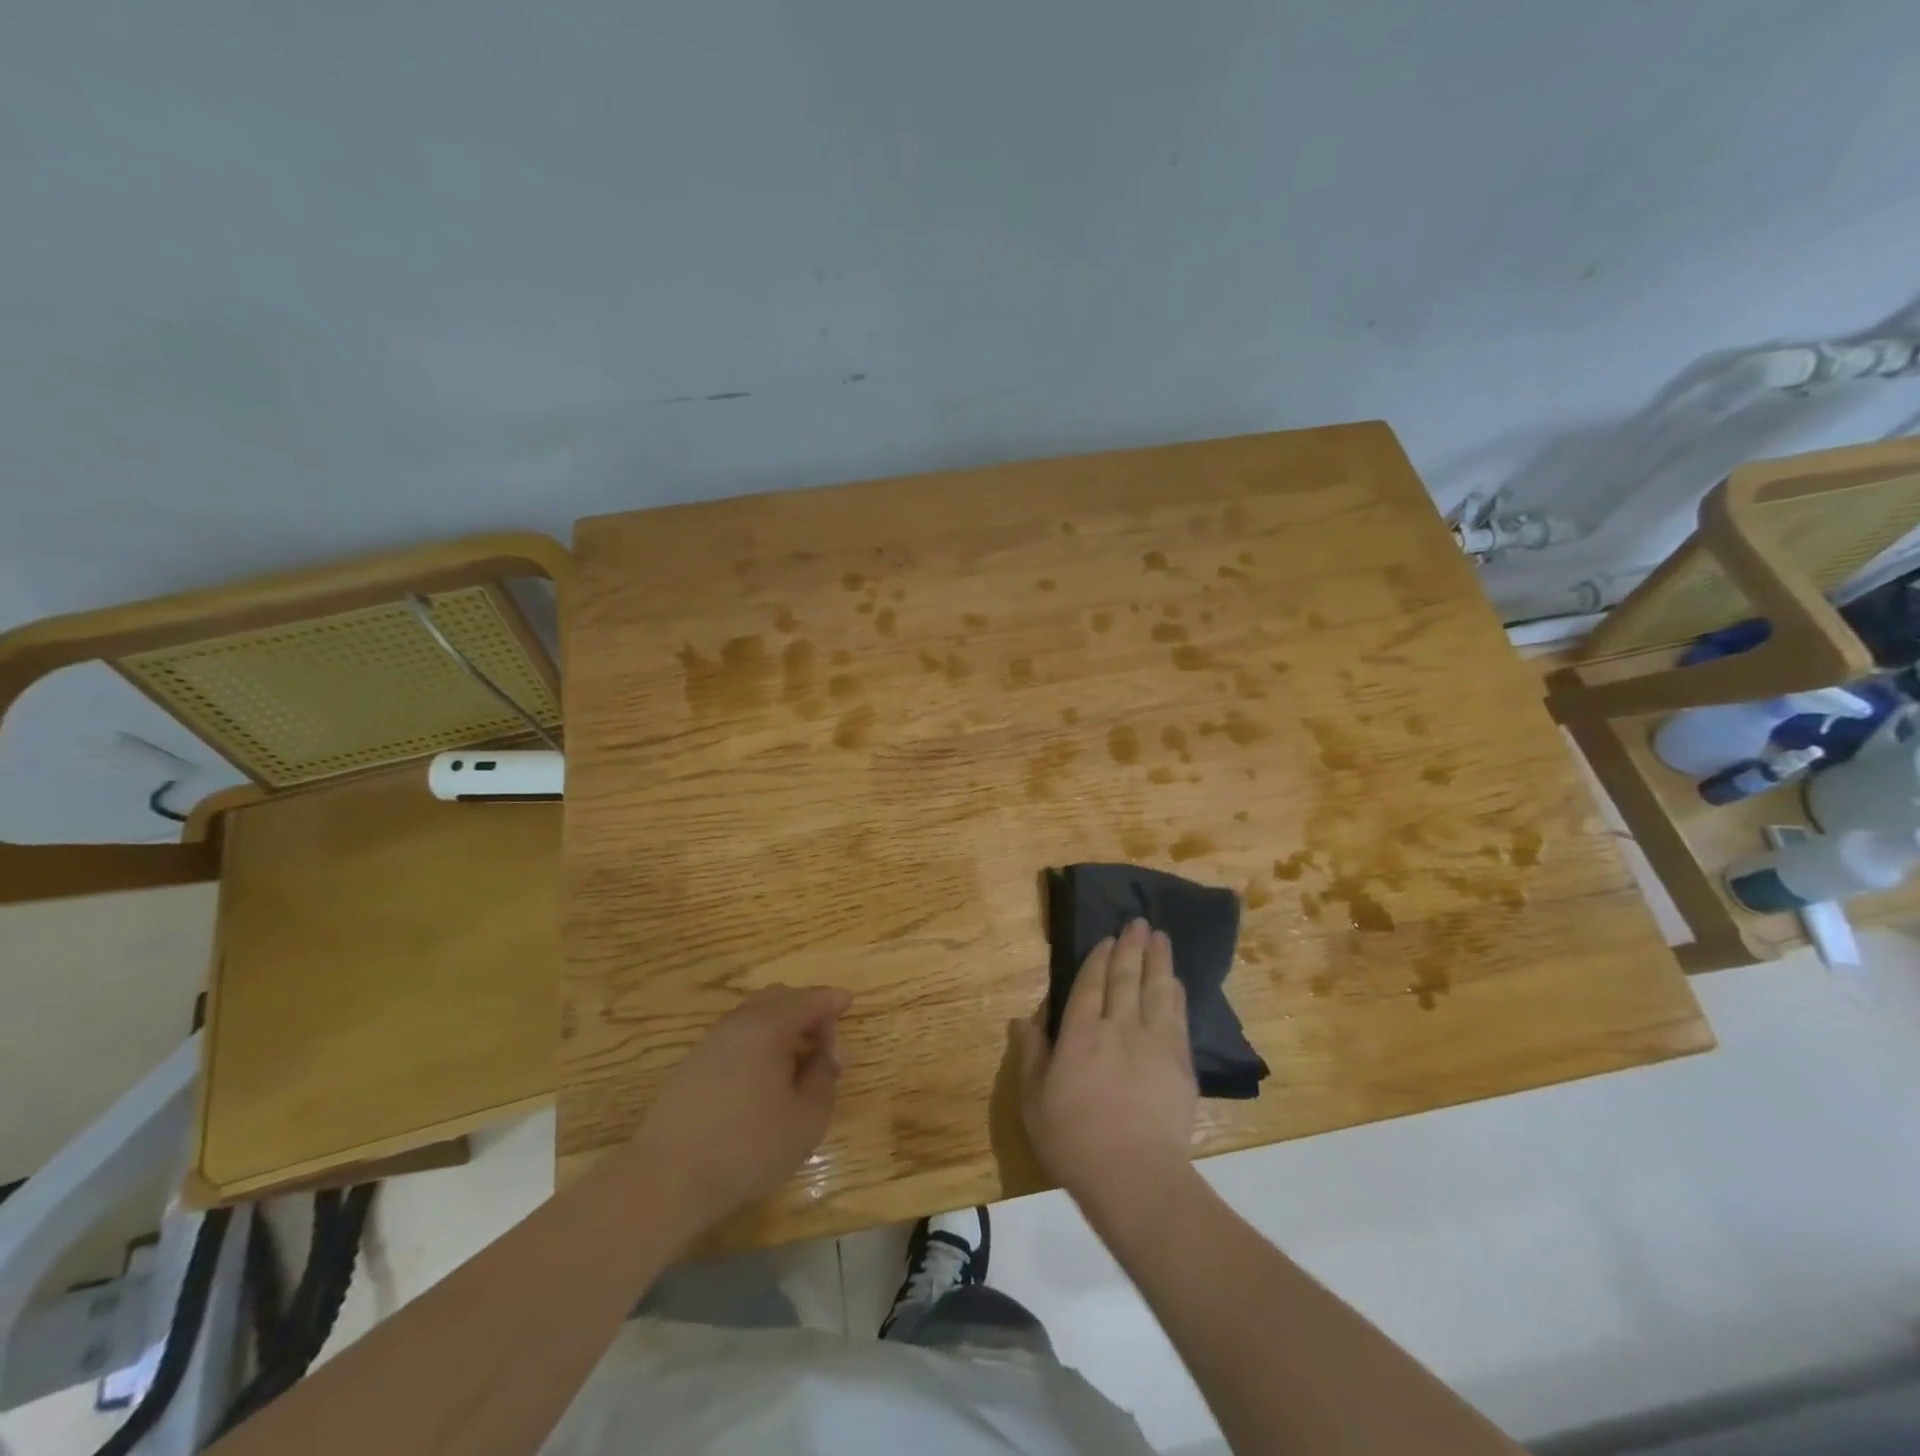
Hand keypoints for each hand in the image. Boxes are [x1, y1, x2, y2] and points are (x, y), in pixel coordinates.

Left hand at [636, 985, 851, 1228]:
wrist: (667, 1179)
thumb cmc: (747, 1147)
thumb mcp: (807, 1119)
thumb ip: (825, 1077)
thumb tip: (829, 1053)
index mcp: (769, 1026)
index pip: (809, 999)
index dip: (833, 1000)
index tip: (850, 1004)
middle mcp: (738, 1023)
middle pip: (780, 998)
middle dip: (807, 1010)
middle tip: (824, 1043)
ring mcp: (711, 1041)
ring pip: (755, 1015)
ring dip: (781, 1027)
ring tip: (796, 1063)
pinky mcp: (692, 1064)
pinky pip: (736, 1035)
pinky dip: (759, 1041)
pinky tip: (763, 1078)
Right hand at [1010, 919, 1197, 1222]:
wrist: (1134, 1175)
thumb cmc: (1073, 1140)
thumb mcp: (1033, 1100)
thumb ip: (1030, 1055)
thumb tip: (1022, 1020)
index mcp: (1080, 1033)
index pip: (1090, 984)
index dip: (1099, 958)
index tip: (1107, 938)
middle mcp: (1118, 1027)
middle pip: (1126, 978)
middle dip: (1131, 947)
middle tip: (1138, 922)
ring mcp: (1153, 1042)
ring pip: (1156, 990)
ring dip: (1158, 960)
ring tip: (1160, 937)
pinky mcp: (1179, 1063)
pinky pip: (1178, 1016)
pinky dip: (1176, 994)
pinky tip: (1175, 982)